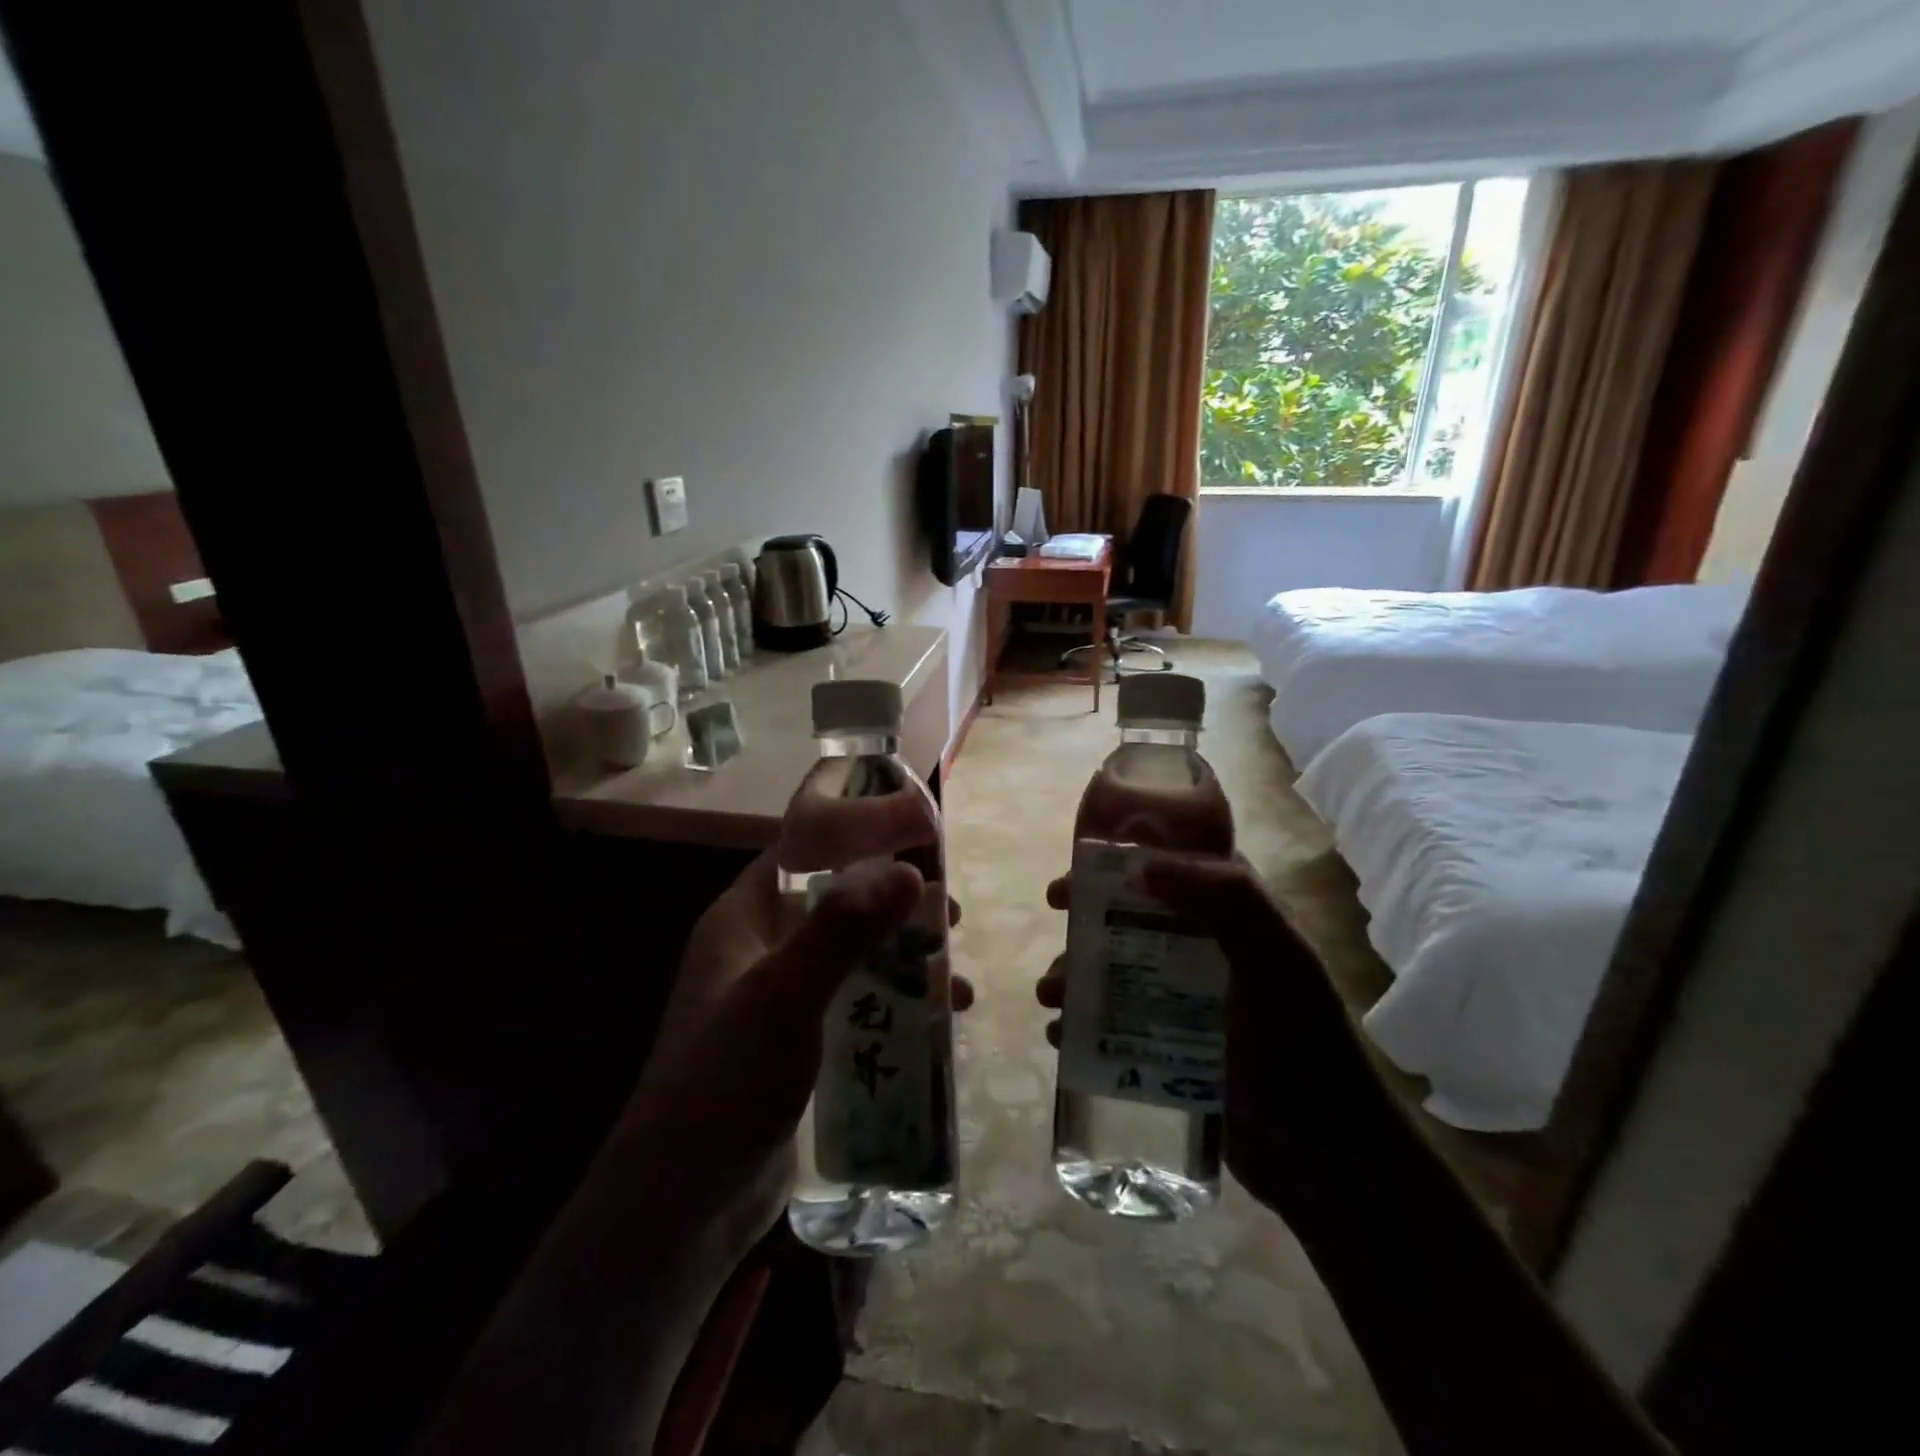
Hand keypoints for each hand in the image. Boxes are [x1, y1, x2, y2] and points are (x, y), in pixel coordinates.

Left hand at [618, 826, 969, 1250]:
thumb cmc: (724, 1084)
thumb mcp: (783, 997)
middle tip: (950, 915)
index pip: (803, 850)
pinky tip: (936, 1025)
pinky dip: (895, 1004)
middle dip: (896, 905)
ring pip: (854, 956)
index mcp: (743, 919)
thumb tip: (910, 870)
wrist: (683, 1205)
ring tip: (954, 980)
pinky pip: (856, 1005)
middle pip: (839, 902)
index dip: (858, 834)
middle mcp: (761, 949)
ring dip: (904, 960)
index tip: (920, 836)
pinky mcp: (800, 1044)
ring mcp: (780, 999)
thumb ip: (842, 931)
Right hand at [1036, 853, 1362, 1215]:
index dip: (1120, 860)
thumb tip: (1140, 866)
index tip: (1082, 868)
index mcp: (1229, 915)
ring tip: (1050, 995)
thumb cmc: (1300, 1039)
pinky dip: (1079, 1022)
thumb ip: (1223, 898)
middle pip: (1128, 915)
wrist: (1322, 1152)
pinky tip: (1061, 1036)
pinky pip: (1110, 1023)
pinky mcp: (1164, 1047)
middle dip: (1085, 913)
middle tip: (1056, 914)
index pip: (1169, 867)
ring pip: (1112, 969)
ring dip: (1073, 971)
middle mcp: (1201, 948)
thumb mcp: (1273, 956)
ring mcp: (1180, 1000)